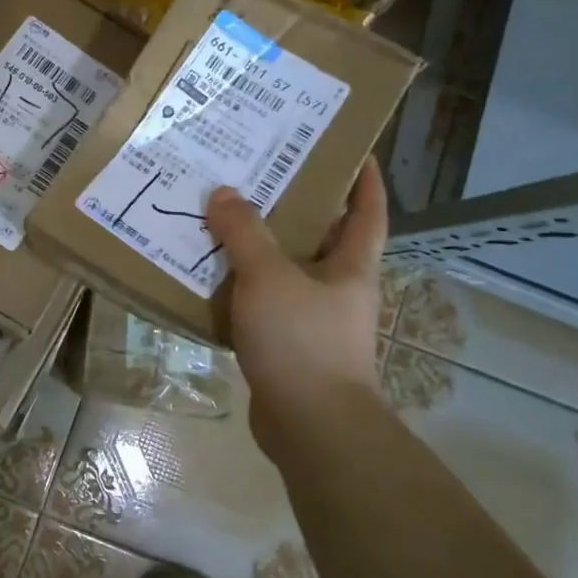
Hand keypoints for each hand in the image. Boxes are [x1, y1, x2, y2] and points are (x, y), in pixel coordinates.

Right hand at [204, 157, 387, 451]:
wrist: (311, 428)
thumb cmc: (302, 341)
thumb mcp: (269, 277)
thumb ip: (245, 234)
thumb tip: (224, 194)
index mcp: (352, 266)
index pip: (368, 212)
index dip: (365, 179)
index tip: (353, 149)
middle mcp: (339, 289)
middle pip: (322, 237)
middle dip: (297, 206)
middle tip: (260, 175)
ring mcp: (314, 321)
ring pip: (286, 271)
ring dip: (260, 248)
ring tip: (224, 217)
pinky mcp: (288, 347)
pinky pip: (263, 305)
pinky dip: (241, 289)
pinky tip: (209, 276)